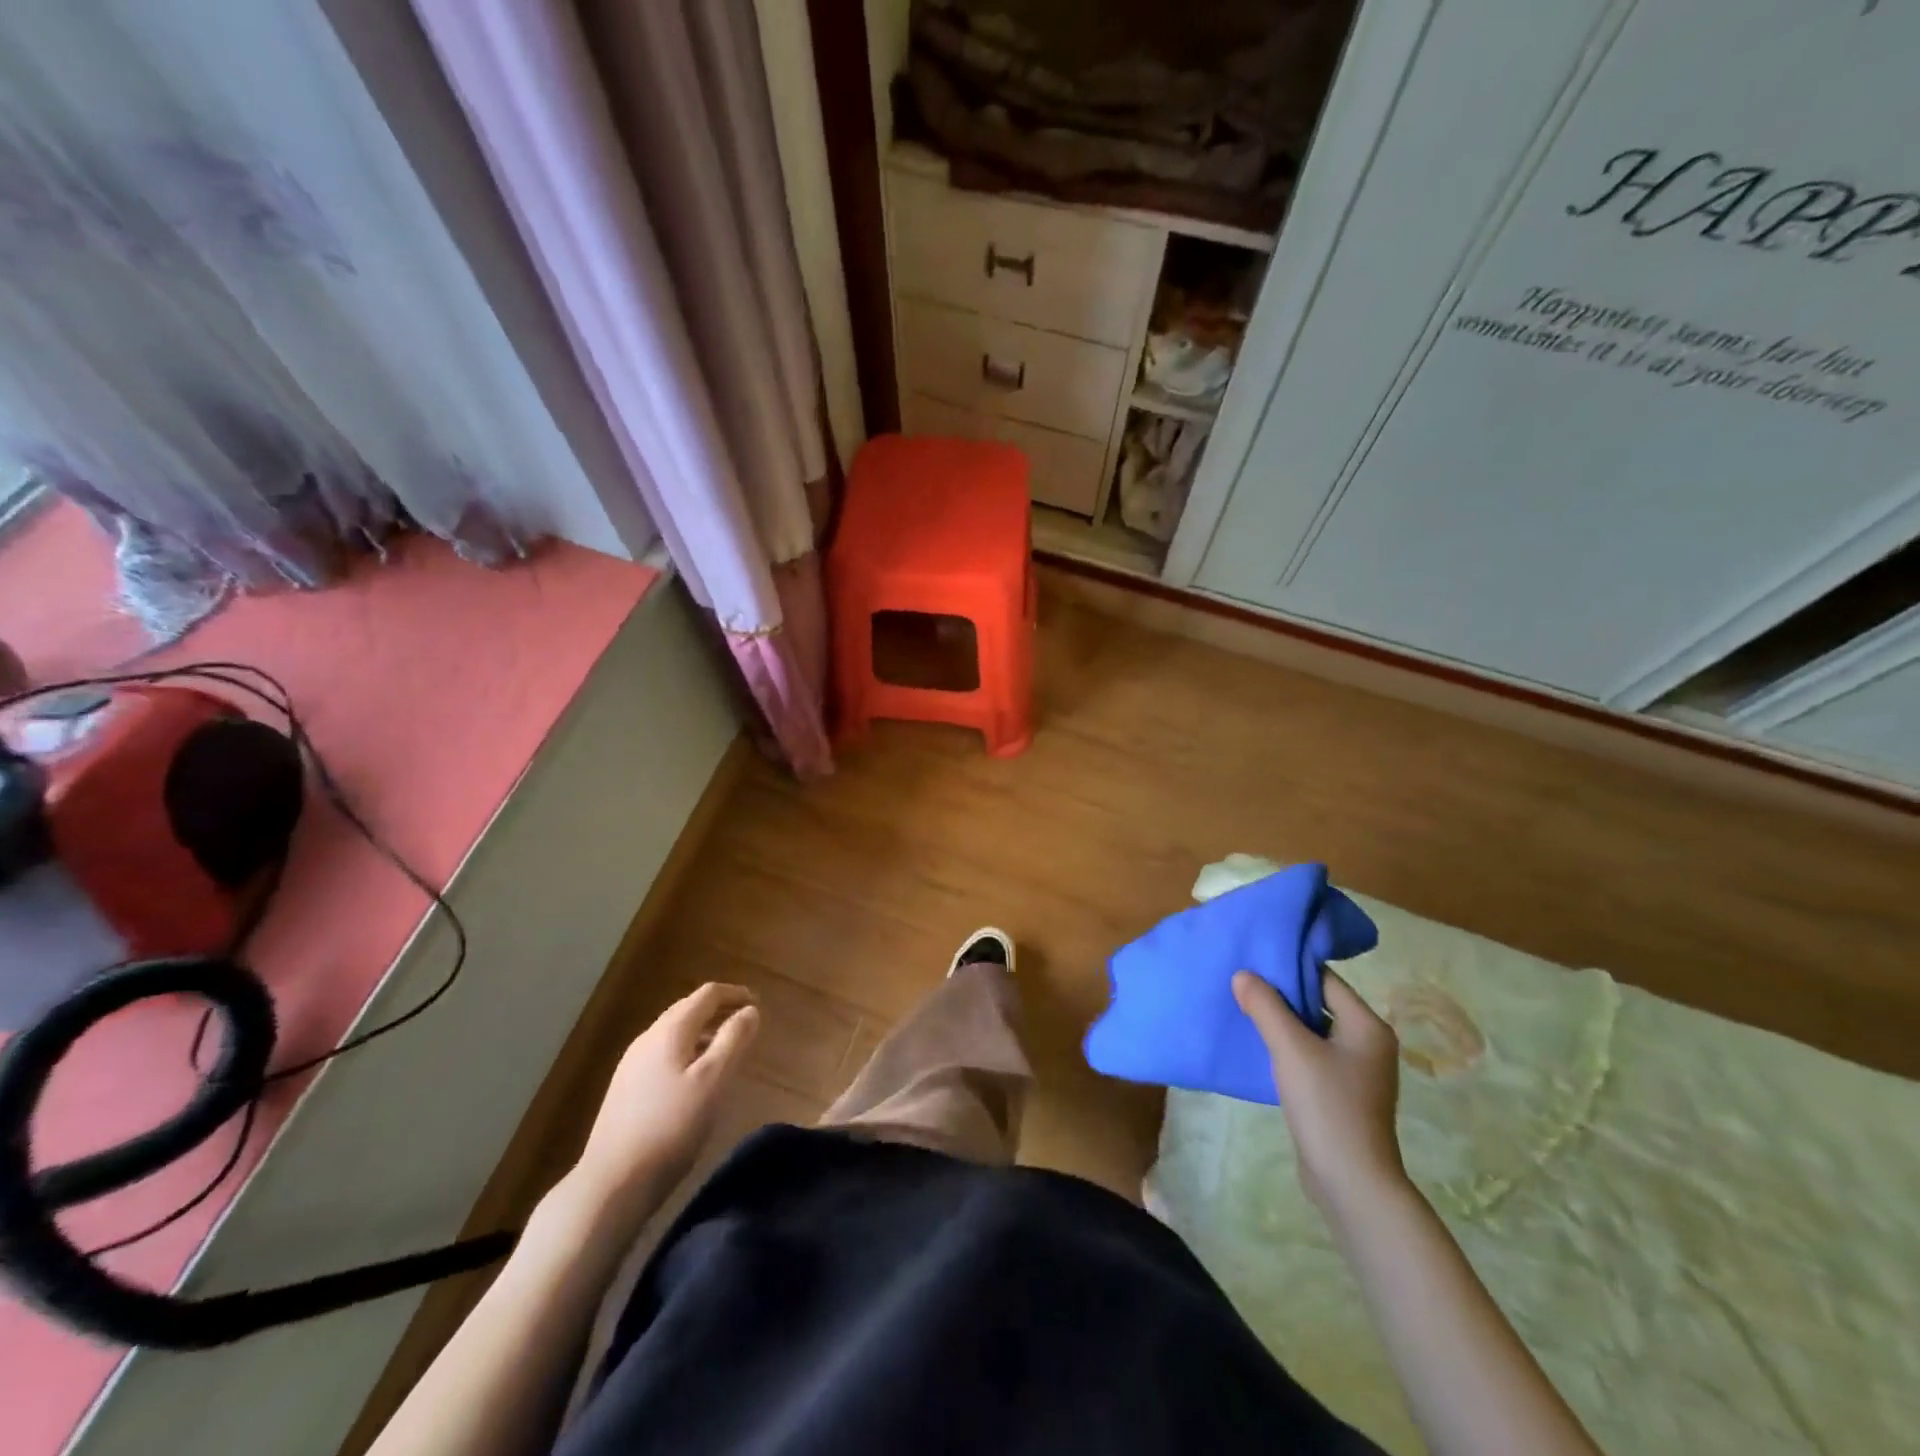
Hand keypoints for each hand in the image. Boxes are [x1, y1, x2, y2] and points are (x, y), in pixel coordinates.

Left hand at [568, 983, 759, 1224]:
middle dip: (719, 1010)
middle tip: (746, 1023)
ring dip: (704, 1032)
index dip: (735, 994)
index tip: (758, 1004)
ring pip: (674, 1033)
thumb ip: (734, 1040)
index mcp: (670, 1031)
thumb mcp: (713, 1081)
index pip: (707, 995)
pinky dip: (688, 1051)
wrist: (611, 1183)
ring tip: (726, 1050)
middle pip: (688, 1009)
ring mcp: (632, 1064)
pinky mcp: (625, 1089)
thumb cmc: (671, 1127)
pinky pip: (663, 1054)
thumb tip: (750, 1010)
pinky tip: (695, 1078)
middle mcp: (648, 1038)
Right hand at [1233, 969, 1407, 1221]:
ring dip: (1282, 1022)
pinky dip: (1288, 1047)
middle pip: (1319, 1003)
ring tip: (1245, 1010)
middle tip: (1243, 984)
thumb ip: (1266, 1007)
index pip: (1325, 980)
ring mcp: (1357, 1071)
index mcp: (1367, 1026)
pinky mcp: (1342, 1093)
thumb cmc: (1327, 1106)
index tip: (1254, 960)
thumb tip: (1243, 975)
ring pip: (1313, 1031)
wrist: (1351, 1182)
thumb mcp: (1291, 1049)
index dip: (1289, 968)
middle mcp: (1368, 1043)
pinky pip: (1312, 1055)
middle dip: (1282, 995)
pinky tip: (1261, 1048)